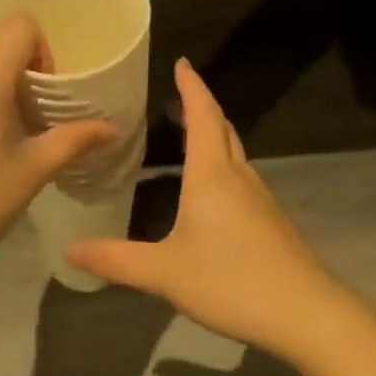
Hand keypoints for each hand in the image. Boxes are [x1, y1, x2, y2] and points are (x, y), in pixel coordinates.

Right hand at [67, 58, 346, 357]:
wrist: (306, 313)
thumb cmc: (232, 281)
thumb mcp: (165, 273)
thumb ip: (117, 260)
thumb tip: (70, 251)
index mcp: (211, 174)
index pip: (203, 114)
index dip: (191, 86)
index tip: (181, 62)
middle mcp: (238, 176)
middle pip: (222, 127)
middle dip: (200, 106)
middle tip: (176, 98)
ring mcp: (259, 197)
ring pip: (234, 151)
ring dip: (213, 133)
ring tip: (189, 135)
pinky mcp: (270, 219)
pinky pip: (241, 174)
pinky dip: (222, 162)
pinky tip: (210, 189)